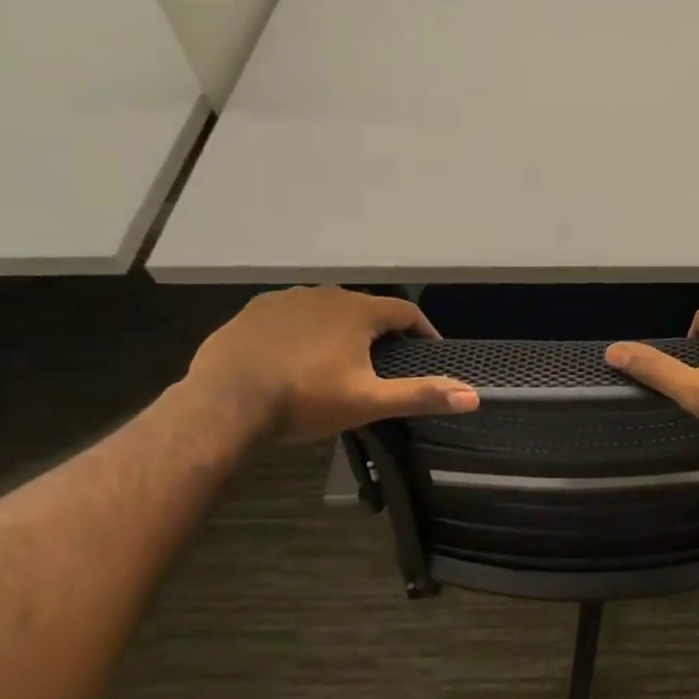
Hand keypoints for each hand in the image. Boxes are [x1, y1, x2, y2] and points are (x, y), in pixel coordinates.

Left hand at [186, 287, 478, 442]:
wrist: (225, 404)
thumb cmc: (305, 400)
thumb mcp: (369, 402)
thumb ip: (421, 395)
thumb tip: (474, 396)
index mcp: (358, 311)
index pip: (405, 312)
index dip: (422, 331)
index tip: (429, 351)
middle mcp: (326, 294)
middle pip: (366, 308)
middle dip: (380, 331)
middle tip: (384, 362)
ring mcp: (286, 299)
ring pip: (328, 309)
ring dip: (341, 328)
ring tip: (340, 360)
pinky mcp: (254, 311)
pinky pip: (292, 315)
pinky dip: (304, 331)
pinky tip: (296, 356)